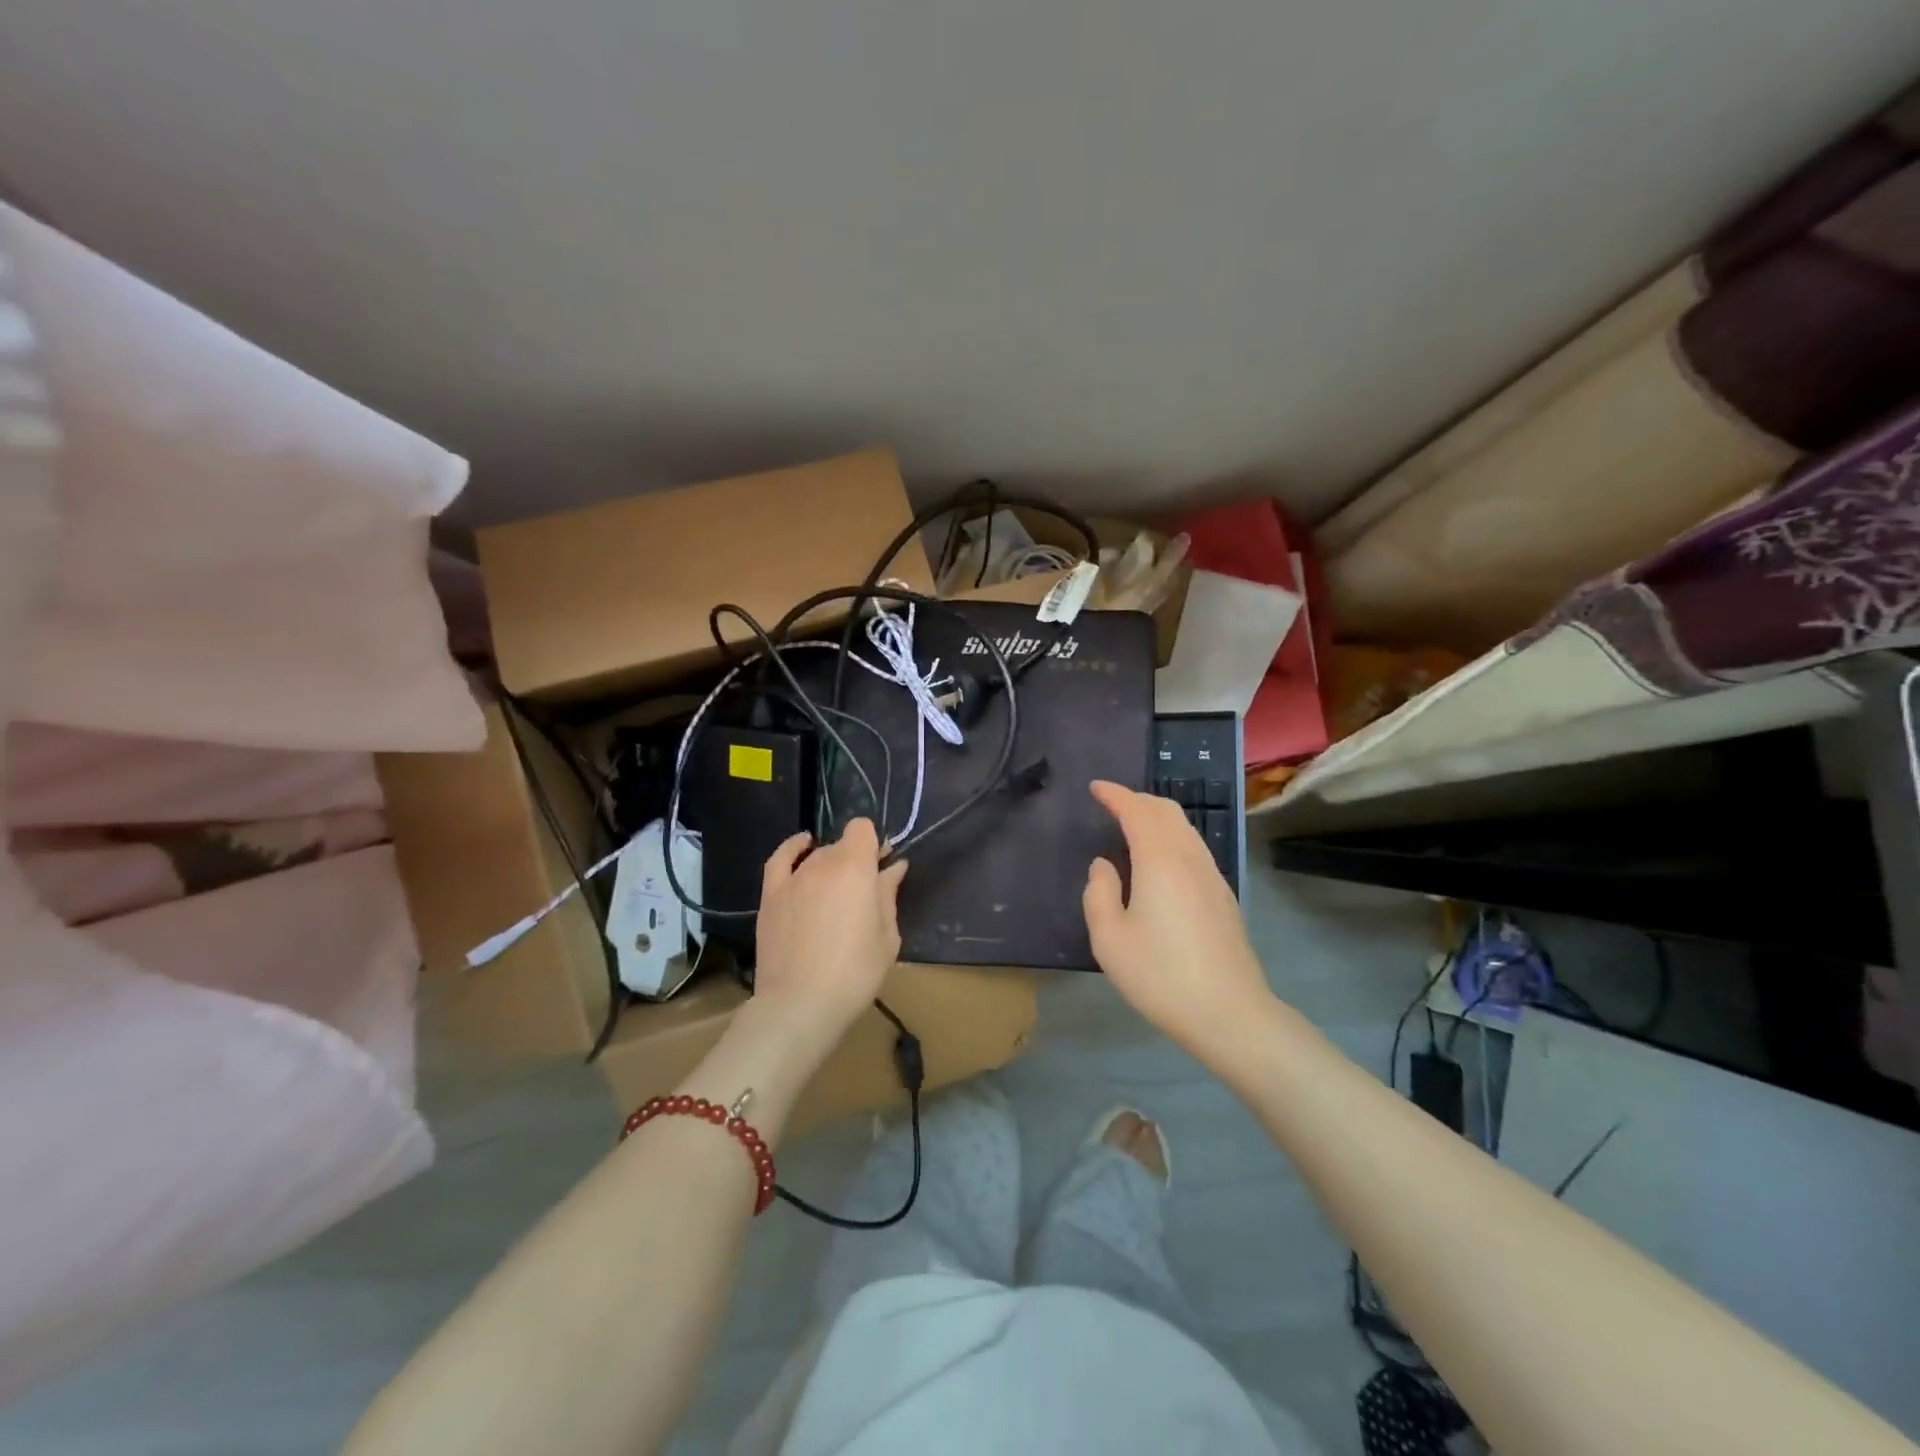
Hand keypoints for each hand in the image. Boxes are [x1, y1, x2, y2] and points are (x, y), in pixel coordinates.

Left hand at [751, 818, 907, 1043]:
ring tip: (838, 893)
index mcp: (855, 869)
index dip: (874, 843)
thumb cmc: (854, 973)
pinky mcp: (771, 896)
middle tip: (865, 890)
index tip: (882, 866)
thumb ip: (888, 895)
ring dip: (831, 865)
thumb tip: (894, 867)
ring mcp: (793, 879)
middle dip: (856, 859)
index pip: (862, 829)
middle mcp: (822, 864)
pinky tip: (803, 845)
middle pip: (841, 846)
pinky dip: (793, 848)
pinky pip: (781, 860)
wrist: (799, 1004)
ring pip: (817, 856)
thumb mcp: (886, 937)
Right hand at [1083, 780, 1275, 1060]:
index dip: (1115, 795)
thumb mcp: (1109, 939)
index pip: (1136, 810)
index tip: (1096, 788)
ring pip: (1185, 828)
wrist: (1229, 1012)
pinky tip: (1160, 860)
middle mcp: (1189, 858)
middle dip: (1137, 800)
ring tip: (1133, 826)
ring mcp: (1212, 876)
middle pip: (1166, 811)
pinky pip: (1194, 848)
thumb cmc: (1160, 975)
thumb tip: (1104, 865)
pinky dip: (1172, 837)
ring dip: (1157, 817)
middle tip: (1112, 804)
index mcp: (1160, 860)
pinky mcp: (1223, 896)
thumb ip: (1099, 893)